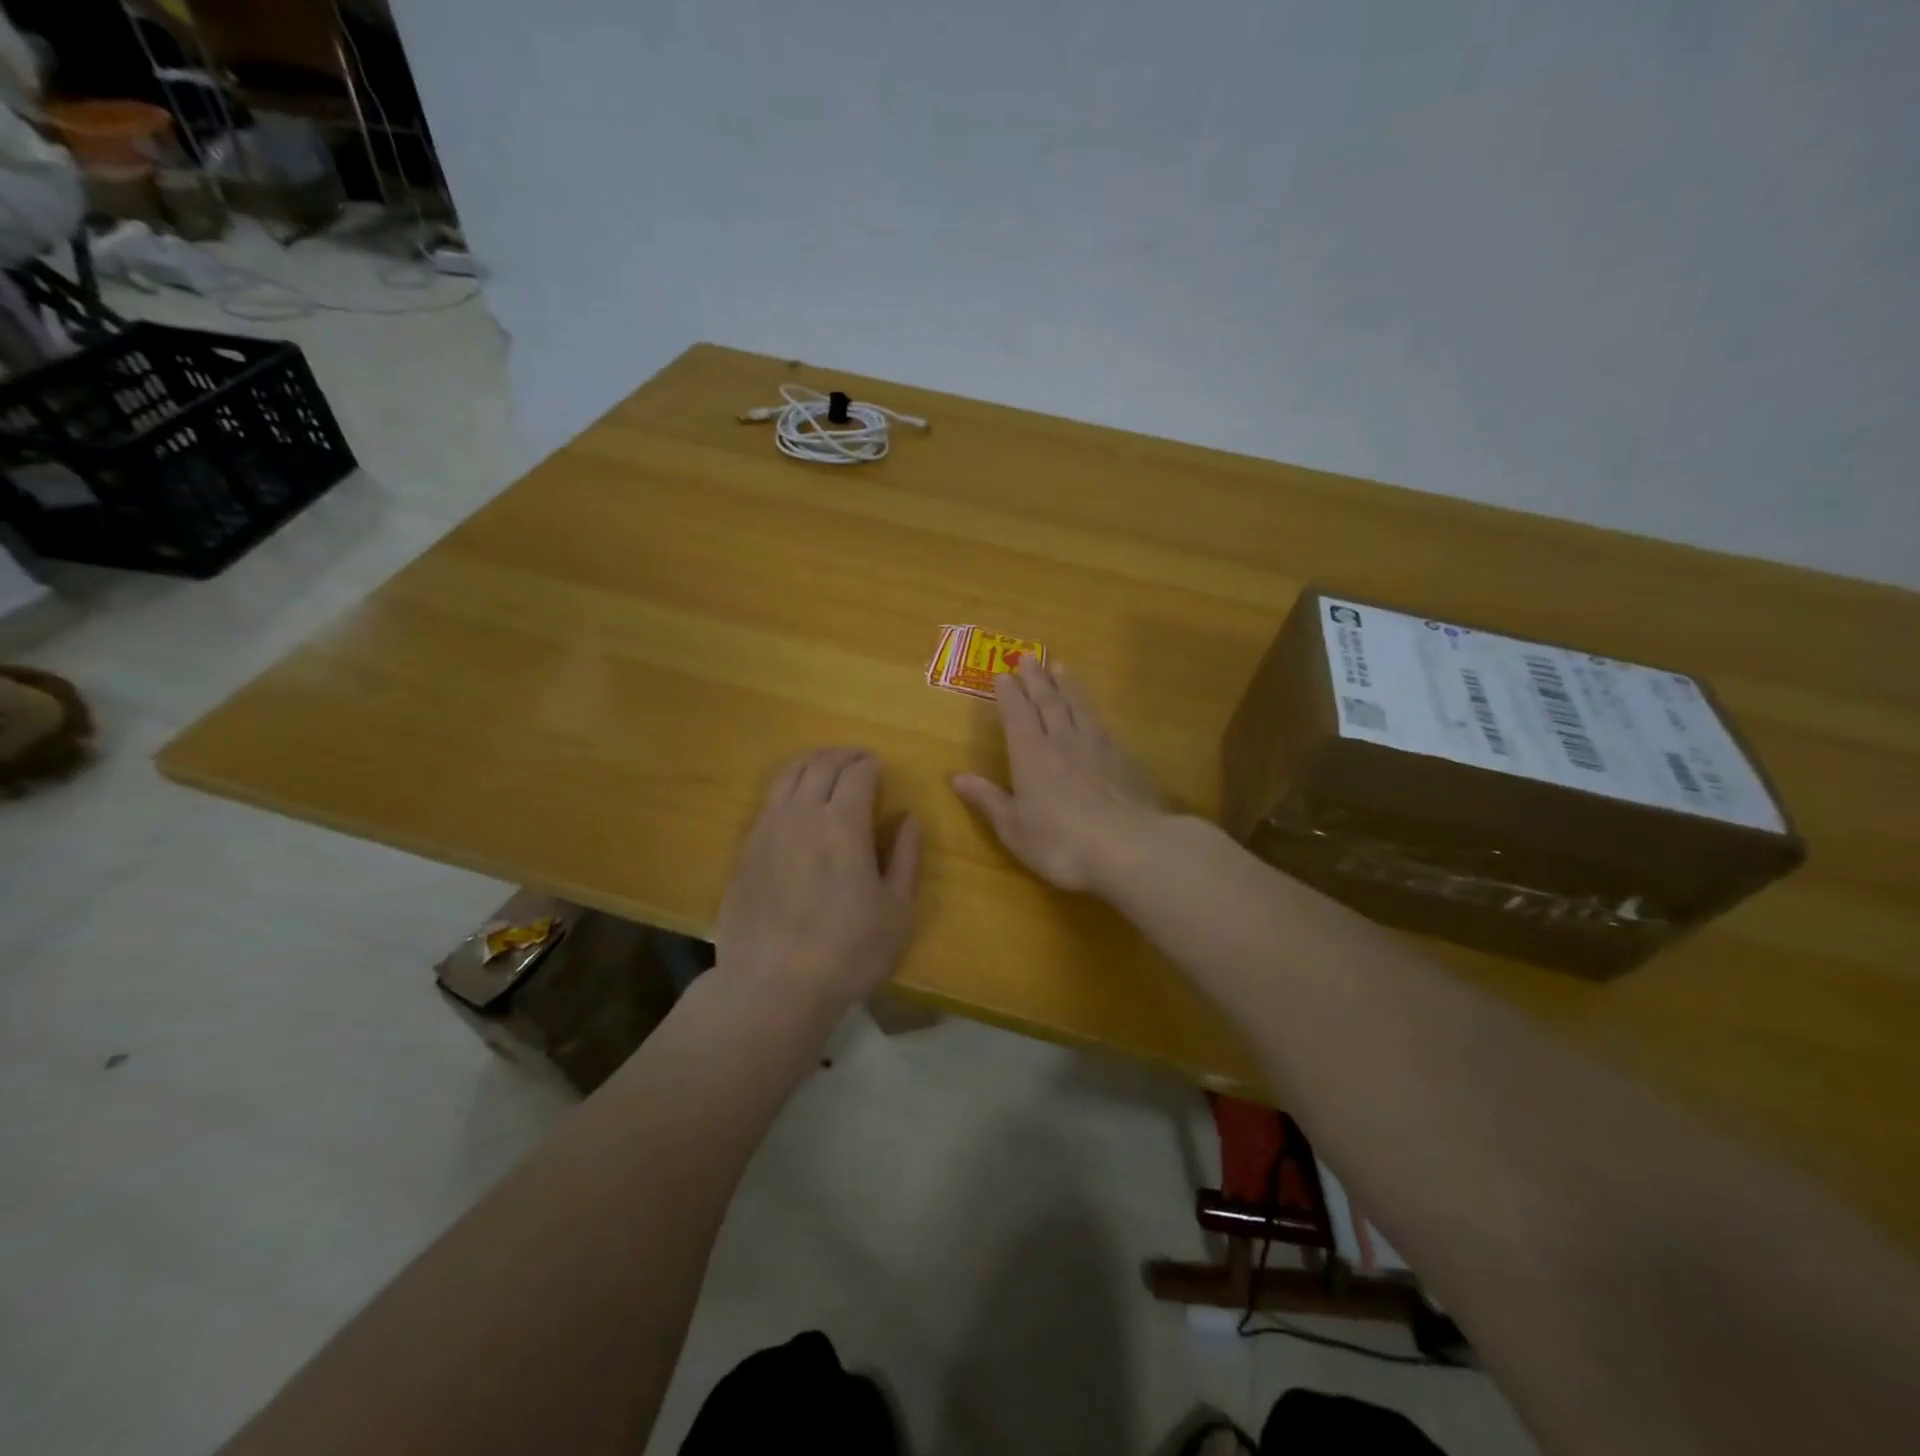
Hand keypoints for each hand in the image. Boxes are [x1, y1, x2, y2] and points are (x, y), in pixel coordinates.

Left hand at [714, 748, 920, 1011]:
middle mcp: (801, 815)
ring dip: (811, 762)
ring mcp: (767, 830)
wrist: (772, 986)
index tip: (879, 765)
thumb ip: (906, 857)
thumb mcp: (897, 910)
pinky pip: (768, 801)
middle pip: (820, 765)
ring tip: (825, 766)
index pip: (857, 773)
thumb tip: (909, 818)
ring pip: (787, 776)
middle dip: (843, 755)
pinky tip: (795, 802)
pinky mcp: (745, 850)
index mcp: (843, 824)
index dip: (870, 764)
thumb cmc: (848, 951)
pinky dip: (787, 787)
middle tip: (857, 758)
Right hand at [951, 658, 1162, 892]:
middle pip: (1048, 702)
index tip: (1003, 674)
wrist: (1128, 846)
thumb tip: (956, 776)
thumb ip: (987, 799)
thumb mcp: (1014, 828)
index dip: (1009, 694)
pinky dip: (1092, 710)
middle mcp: (1062, 741)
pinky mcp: (1124, 758)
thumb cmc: (1060, 842)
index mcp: (1030, 755)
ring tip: (1061, 669)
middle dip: (1036, 680)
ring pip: (1078, 707)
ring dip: (1067, 686)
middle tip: (1029, 657)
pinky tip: (1094, 712)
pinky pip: (1102, 723)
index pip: (1017, 715)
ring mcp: (1097, 746)